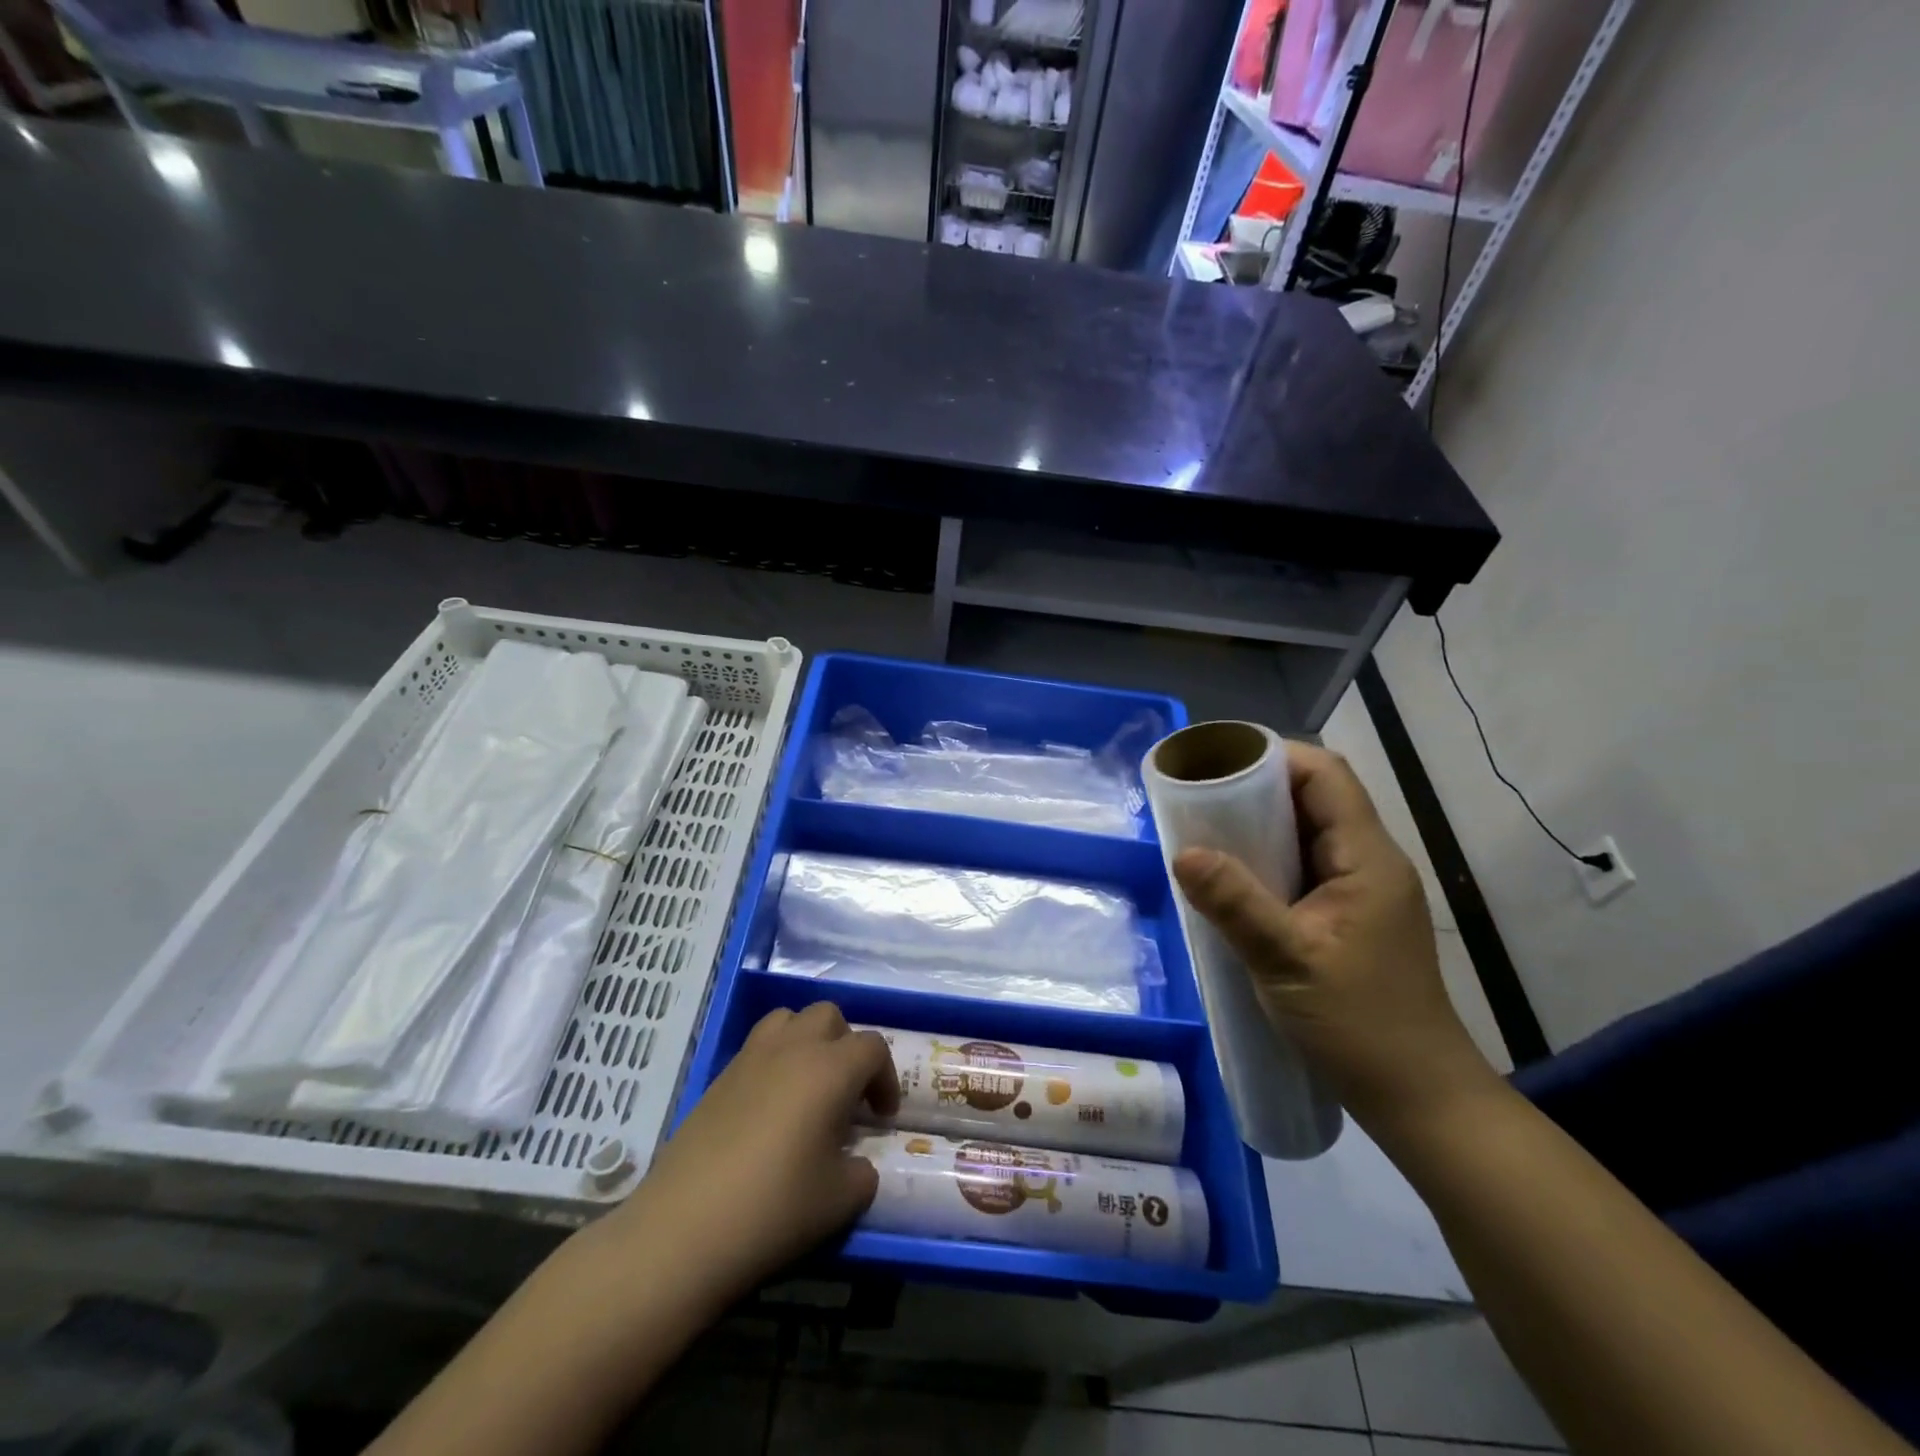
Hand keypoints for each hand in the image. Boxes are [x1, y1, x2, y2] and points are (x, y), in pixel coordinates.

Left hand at [593, 1003, 897, 1306]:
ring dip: (807, 1040)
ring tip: (808, 1084)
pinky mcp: (719, 1075)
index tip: (881, 1117)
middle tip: (847, 1093)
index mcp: (830, 1069)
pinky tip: (770, 1106)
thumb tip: (856, 1163)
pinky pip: (758, 1045)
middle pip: (830, 1016)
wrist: (685, 1228)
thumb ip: (862, 1172)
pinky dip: (775, 1058)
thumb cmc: (774, 1208)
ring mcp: (751, 1057)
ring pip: (789, 1018)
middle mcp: (793, 1048)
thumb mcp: (841, 1200)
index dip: (886, 1077)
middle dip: (847, 1046)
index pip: (873, 1047)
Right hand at [1172, 741, 1498, 1133]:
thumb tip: (1183, 852)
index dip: (1274, 757)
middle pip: (1316, 797)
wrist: (1416, 1096)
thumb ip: (1236, 904)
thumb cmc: (1359, 1025)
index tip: (1219, 764)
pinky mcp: (1349, 916)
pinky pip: (1305, 866)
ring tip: (1206, 830)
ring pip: (1309, 832)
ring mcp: (1362, 890)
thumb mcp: (1287, 961)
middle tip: (1200, 797)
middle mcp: (1370, 862)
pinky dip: (1268, 859)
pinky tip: (1234, 878)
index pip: (1326, 776)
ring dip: (1261, 825)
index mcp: (1367, 859)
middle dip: (1258, 789)